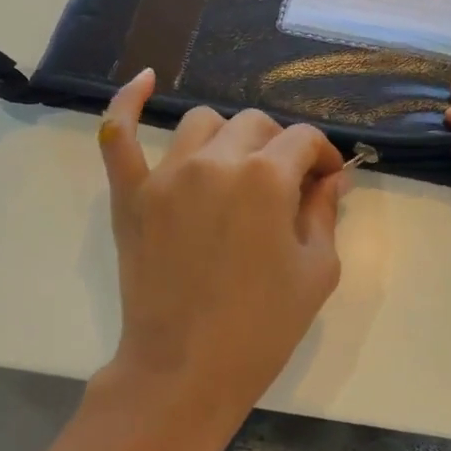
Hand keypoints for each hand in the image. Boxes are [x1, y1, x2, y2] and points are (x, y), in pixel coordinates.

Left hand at [85, 69, 346, 450]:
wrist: (185, 370)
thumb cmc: (262, 328)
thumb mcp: (316, 271)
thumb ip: (325, 211)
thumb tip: (332, 176)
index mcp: (267, 177)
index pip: (303, 139)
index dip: (322, 156)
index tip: (326, 180)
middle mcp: (217, 161)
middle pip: (256, 124)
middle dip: (279, 148)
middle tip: (285, 187)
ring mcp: (167, 174)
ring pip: (203, 123)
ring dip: (228, 138)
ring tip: (235, 168)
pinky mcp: (131, 194)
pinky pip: (118, 134)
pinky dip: (128, 103)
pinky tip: (144, 80)